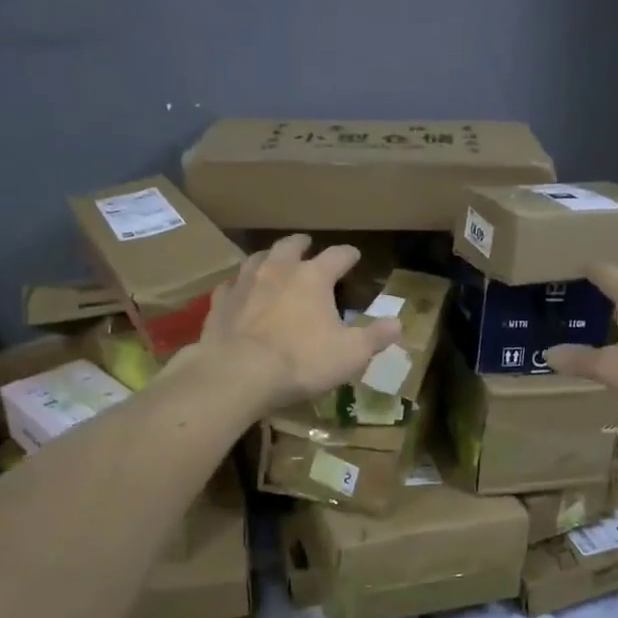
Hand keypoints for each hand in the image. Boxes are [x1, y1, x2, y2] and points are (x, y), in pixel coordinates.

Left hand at [199, 235, 402, 410]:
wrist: (237, 374)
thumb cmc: (301, 361)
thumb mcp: (350, 354)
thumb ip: (375, 336)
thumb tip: (398, 323)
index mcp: (313, 277)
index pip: (337, 256)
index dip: (348, 255)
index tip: (354, 255)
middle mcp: (278, 270)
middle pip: (290, 245)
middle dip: (302, 244)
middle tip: (307, 244)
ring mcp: (244, 284)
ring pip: (257, 259)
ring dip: (269, 258)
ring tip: (273, 262)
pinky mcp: (219, 304)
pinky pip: (230, 287)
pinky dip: (238, 287)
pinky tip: (238, 293)